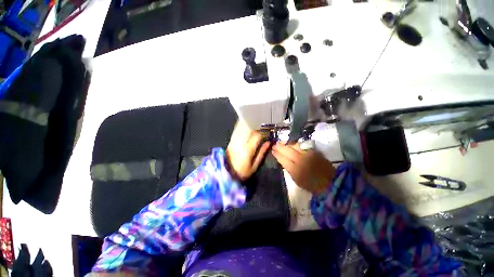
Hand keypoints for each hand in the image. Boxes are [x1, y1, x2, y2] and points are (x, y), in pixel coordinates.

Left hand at [226, 121, 270, 180]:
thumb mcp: (254, 166)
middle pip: (248, 128)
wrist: (226, 172)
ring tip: (255, 119)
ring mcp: (234, 140)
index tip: (269, 129)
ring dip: (249, 122)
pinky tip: (246, 121)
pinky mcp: (231, 140)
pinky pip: (237, 129)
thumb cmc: (242, 172)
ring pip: (242, 127)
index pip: (257, 135)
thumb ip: (262, 153)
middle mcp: (240, 143)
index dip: (264, 131)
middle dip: (256, 123)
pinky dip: (242, 124)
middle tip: (263, 121)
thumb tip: (268, 142)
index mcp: (247, 150)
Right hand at [272, 142, 335, 194]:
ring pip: (294, 145)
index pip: (282, 158)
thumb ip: (288, 168)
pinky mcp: (314, 151)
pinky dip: (295, 145)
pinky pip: (302, 146)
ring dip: (287, 144)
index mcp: (295, 170)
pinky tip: (292, 144)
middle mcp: (301, 160)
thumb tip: (283, 159)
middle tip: (275, 144)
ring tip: (282, 143)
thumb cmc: (310, 184)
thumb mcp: (296, 179)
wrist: (330, 182)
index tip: (272, 150)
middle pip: (287, 150)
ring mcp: (308, 154)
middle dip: (280, 146)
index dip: (276, 154)